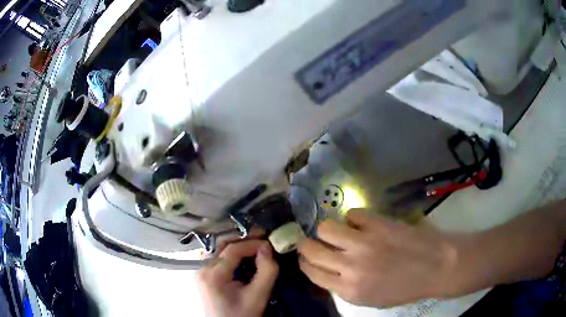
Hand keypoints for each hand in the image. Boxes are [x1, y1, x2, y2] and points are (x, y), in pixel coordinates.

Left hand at [198, 240, 278, 316]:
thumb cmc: (242, 315)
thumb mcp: (258, 296)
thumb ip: (266, 271)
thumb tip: (267, 247)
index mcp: (213, 275)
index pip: (232, 250)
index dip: (252, 243)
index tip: (270, 242)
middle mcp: (203, 269)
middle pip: (225, 247)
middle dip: (246, 240)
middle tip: (265, 236)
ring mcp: (203, 272)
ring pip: (222, 251)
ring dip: (241, 246)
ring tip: (259, 245)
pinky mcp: (206, 276)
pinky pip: (221, 259)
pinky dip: (236, 255)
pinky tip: (248, 257)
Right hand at [298, 209, 458, 307]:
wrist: (436, 268)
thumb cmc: (405, 288)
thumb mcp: (371, 300)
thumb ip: (345, 288)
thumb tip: (328, 270)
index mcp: (348, 290)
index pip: (311, 272)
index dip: (305, 262)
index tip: (306, 257)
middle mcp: (350, 267)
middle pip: (311, 249)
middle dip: (306, 244)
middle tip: (313, 241)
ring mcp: (364, 243)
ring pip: (326, 228)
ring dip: (328, 229)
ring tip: (339, 231)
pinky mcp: (378, 224)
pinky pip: (353, 214)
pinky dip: (355, 219)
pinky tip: (363, 224)